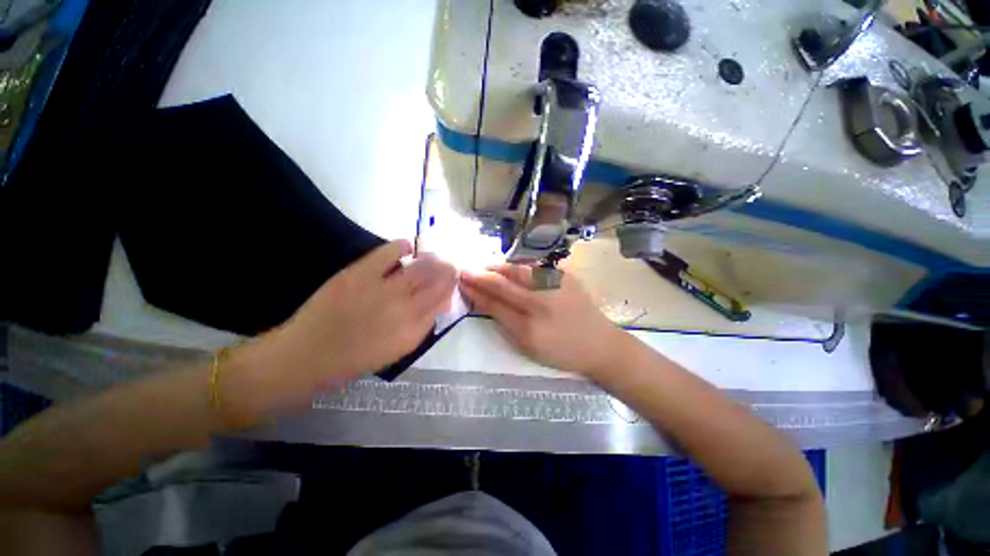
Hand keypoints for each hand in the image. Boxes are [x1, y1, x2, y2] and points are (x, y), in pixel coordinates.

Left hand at [232, 240, 456, 414]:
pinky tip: (407, 246)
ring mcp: (382, 289)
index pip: (441, 301)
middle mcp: (404, 308)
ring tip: (434, 257)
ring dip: (431, 260)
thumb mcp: (397, 351)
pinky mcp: (359, 274)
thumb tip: (437, 304)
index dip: (449, 288)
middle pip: (435, 282)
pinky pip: (387, 253)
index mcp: (412, 330)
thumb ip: (421, 327)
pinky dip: (401, 247)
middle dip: (446, 271)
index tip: (452, 282)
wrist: (306, 356)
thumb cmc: (354, 360)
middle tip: (449, 265)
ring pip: (419, 268)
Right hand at [460, 264, 624, 376]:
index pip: (494, 301)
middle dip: (481, 274)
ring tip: (484, 267)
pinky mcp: (565, 276)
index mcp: (529, 325)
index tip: (461, 281)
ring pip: (518, 269)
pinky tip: (509, 268)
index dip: (475, 290)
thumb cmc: (562, 351)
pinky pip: (534, 268)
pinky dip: (517, 267)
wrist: (600, 344)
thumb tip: (484, 300)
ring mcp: (555, 284)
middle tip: (466, 270)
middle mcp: (541, 299)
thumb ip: (505, 320)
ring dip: (497, 267)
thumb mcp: (528, 345)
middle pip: (504, 281)